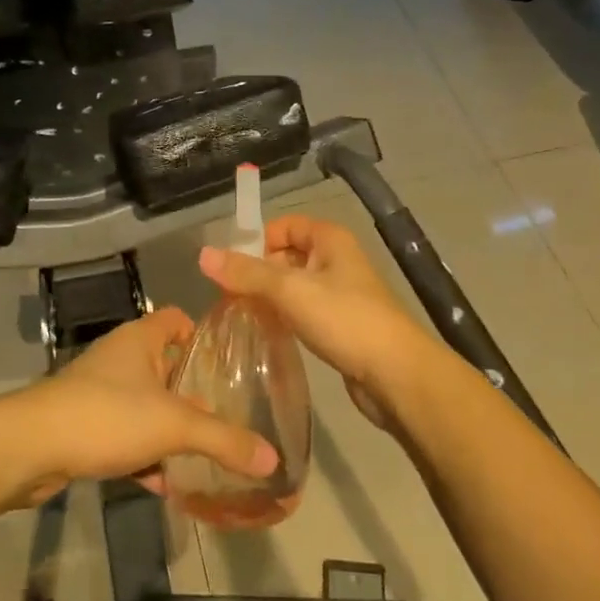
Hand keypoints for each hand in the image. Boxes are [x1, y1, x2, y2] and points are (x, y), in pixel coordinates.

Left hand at [1, 306, 278, 507]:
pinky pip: (125, 434)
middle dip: (192, 393)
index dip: (203, 336)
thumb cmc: (107, 415)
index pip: (178, 319)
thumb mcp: (174, 427)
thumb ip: (224, 440)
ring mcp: (99, 391)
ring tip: (203, 455)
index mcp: (141, 339)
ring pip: (145, 404)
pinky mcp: (84, 424)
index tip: (230, 364)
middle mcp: (120, 357)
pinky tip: (165, 483)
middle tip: (227, 416)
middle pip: (166, 366)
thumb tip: (274, 458)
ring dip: (169, 429)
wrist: (31, 447)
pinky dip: (144, 454)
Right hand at [199, 215, 433, 427]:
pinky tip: (266, 335)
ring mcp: (340, 294)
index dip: (257, 240)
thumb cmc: (345, 320)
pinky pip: (303, 312)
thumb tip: (203, 254)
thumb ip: (247, 273)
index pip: (284, 225)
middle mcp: (336, 260)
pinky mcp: (340, 325)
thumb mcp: (291, 291)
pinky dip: (284, 318)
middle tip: (229, 297)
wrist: (396, 375)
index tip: (232, 268)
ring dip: (268, 298)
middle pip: (286, 255)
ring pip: (293, 286)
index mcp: (330, 239)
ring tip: (241, 317)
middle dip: (257, 272)